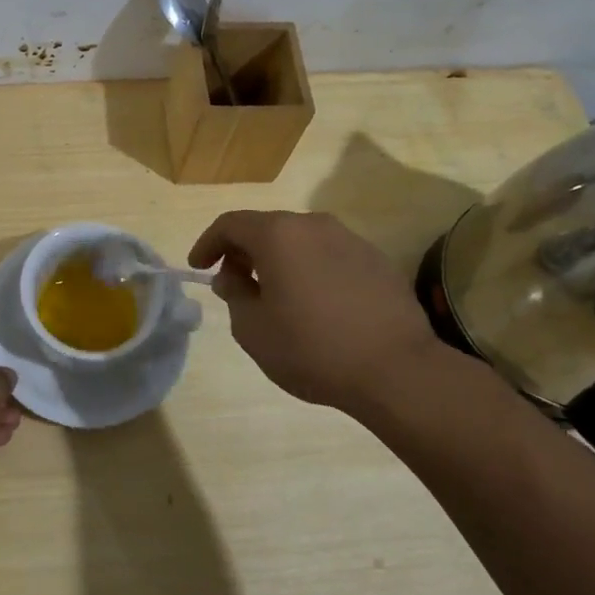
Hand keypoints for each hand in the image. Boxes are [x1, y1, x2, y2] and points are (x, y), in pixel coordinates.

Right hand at [188, 211, 450, 417]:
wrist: (396, 370)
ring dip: (279, 260)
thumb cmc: (312, 348)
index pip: (230, 224)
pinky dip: (311, 270)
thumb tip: (233, 277)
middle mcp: (314, 225)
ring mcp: (350, 240)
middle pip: (267, 228)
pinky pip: (330, 256)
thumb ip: (234, 295)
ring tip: (274, 294)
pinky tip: (314, 303)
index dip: (208, 243)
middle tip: (233, 282)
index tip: (198, 267)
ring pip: (301, 241)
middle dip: (244, 252)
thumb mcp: (253, 329)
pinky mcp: (376, 260)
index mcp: (279, 235)